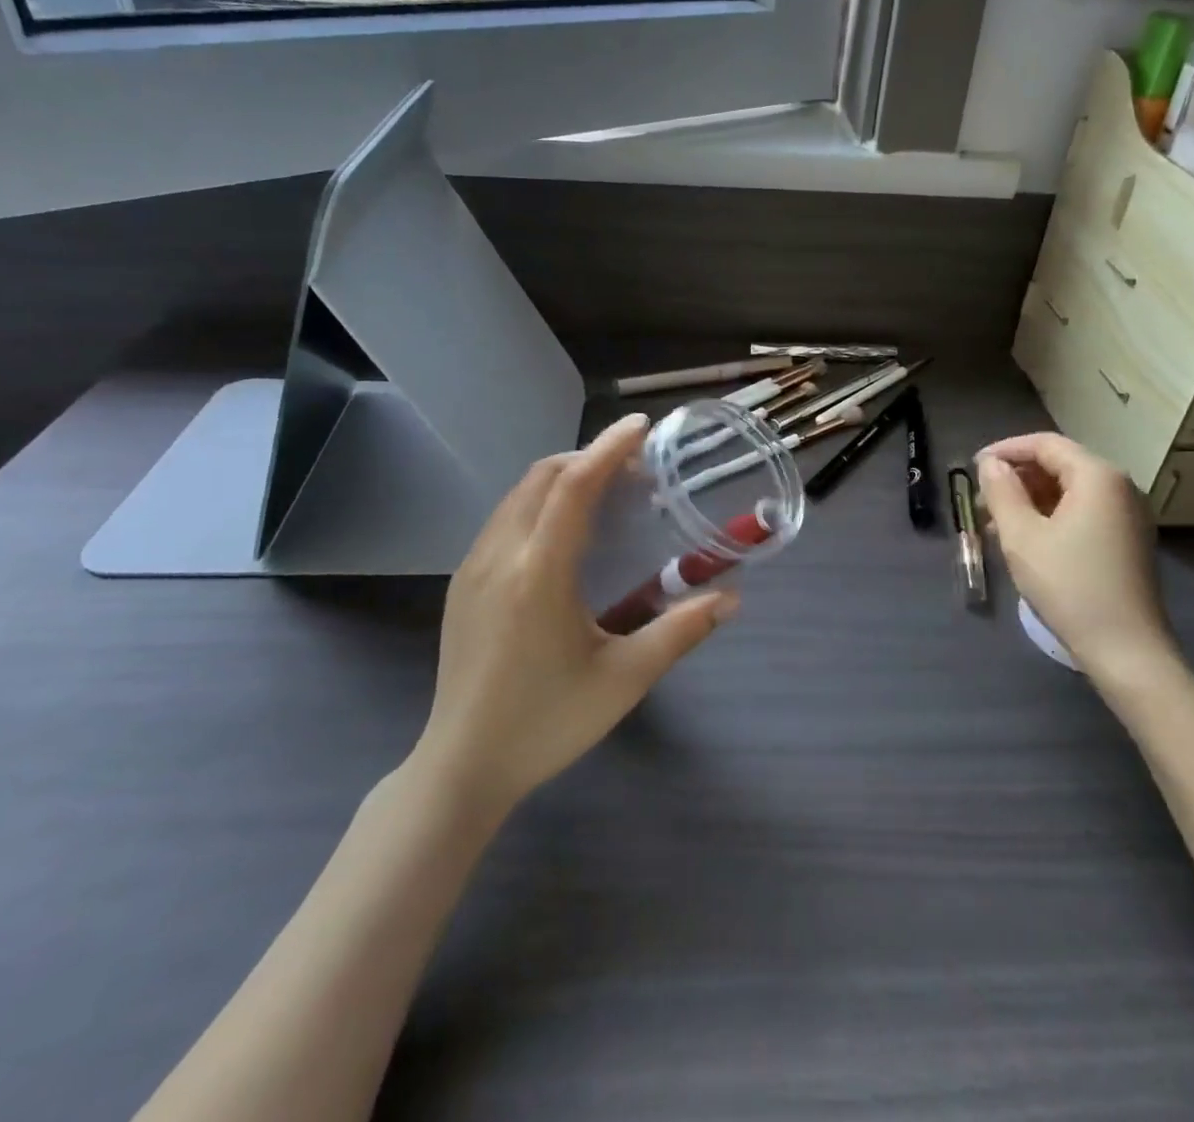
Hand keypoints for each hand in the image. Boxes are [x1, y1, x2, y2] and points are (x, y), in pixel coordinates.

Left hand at [415, 413, 738, 811]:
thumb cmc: (548, 722)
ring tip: (604, 492)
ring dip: (562, 478)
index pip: (575, 486)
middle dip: (589, 457)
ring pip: (518, 494)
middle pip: (543, 476)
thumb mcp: (624, 678)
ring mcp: (473, 568)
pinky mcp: (463, 584)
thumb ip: (681, 631)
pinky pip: (504, 519)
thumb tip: (731, 598)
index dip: (609, 448)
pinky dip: (539, 502)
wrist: (462, 766)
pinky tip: (563, 533)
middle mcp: (500, 555)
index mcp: (540, 572)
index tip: (641, 427)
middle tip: (634, 468)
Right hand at [976, 433, 1179, 690]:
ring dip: (1031, 499)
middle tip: (981, 500)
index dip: (1006, 450)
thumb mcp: (1022, 536)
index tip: (973, 467)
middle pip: (1060, 464)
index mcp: (1097, 476)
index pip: (1046, 444)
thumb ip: (1002, 492)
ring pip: (1070, 490)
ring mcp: (1128, 515)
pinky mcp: (1127, 540)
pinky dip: (1051, 516)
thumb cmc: (1069, 585)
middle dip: (1017, 477)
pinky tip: (1026, 539)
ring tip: (995, 524)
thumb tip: (990, 464)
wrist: (1126, 649)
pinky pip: (1083, 512)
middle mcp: (1119, 486)